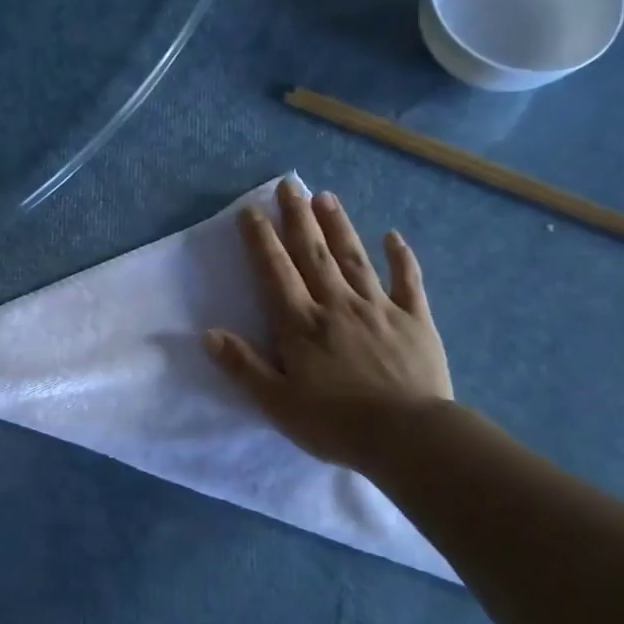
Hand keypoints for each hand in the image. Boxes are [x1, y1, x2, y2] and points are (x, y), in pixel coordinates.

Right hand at [206, 180, 451, 474]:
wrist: (408, 437)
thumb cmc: (335, 424)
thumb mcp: (276, 403)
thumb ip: (243, 366)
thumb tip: (208, 334)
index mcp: (301, 325)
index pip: (275, 272)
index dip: (261, 240)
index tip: (250, 211)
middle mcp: (337, 305)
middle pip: (314, 254)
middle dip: (298, 218)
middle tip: (289, 186)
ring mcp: (379, 308)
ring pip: (354, 258)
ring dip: (339, 226)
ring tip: (325, 197)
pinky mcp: (415, 320)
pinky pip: (408, 282)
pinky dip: (401, 257)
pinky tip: (393, 236)